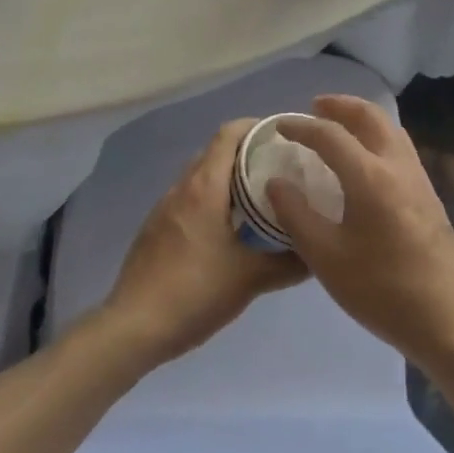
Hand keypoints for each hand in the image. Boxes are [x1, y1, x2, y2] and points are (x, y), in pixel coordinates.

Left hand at [101, 119, 307, 367]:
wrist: (134, 326)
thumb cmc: (195, 291)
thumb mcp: (250, 279)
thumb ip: (289, 263)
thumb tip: (319, 252)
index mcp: (205, 187)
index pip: (228, 134)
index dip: (256, 127)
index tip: (284, 136)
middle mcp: (182, 188)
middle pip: (216, 153)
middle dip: (248, 153)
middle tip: (281, 169)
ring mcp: (164, 209)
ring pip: (201, 178)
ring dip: (229, 179)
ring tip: (262, 197)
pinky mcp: (156, 229)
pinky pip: (189, 200)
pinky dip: (212, 200)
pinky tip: (229, 229)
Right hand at [266, 96, 453, 370]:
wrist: (447, 319)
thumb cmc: (380, 289)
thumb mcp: (325, 257)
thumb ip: (296, 215)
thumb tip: (276, 182)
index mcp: (371, 177)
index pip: (331, 135)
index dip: (302, 127)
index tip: (280, 127)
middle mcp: (398, 166)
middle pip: (370, 117)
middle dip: (341, 106)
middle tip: (315, 108)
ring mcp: (420, 179)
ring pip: (391, 129)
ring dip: (363, 118)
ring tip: (339, 126)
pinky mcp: (430, 195)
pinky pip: (401, 148)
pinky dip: (378, 137)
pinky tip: (366, 160)